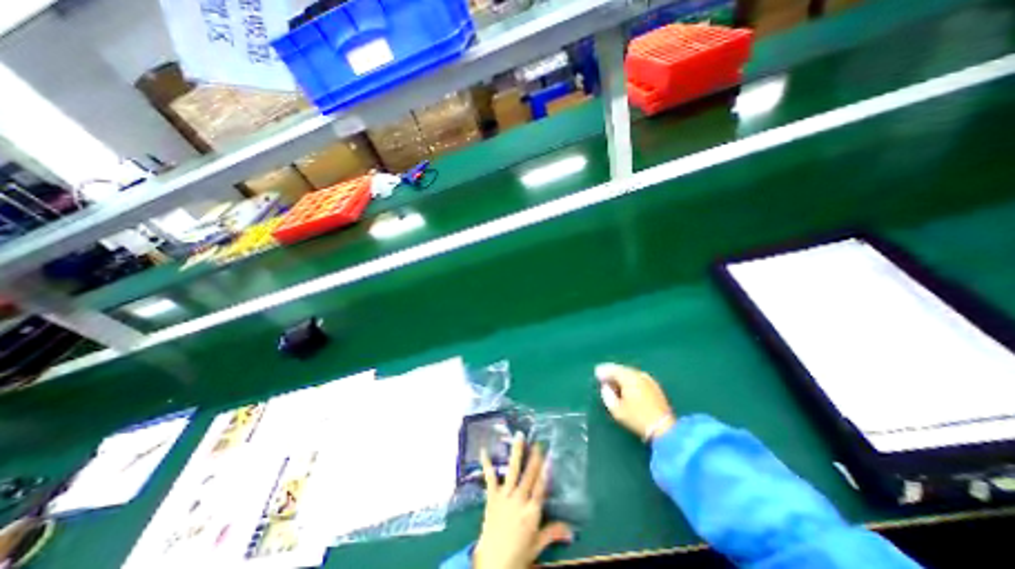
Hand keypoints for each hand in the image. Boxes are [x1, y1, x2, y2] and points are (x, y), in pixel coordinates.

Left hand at [474, 431, 574, 567]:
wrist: (492, 563)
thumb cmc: (518, 555)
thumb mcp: (537, 545)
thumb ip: (552, 533)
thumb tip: (572, 531)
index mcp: (531, 512)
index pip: (540, 488)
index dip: (545, 472)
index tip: (549, 457)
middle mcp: (519, 500)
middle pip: (528, 475)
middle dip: (534, 458)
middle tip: (538, 442)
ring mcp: (504, 496)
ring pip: (513, 470)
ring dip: (516, 452)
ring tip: (519, 436)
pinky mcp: (492, 497)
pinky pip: (490, 478)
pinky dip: (487, 464)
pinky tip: (484, 450)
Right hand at [597, 363, 676, 442]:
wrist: (664, 428)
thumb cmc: (637, 418)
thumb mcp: (616, 409)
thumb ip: (607, 395)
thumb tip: (605, 386)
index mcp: (628, 377)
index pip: (612, 369)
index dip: (603, 371)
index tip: (596, 374)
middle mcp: (638, 374)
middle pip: (622, 369)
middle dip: (612, 372)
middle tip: (604, 377)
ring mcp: (648, 379)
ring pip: (630, 373)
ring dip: (621, 376)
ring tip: (614, 383)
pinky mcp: (655, 386)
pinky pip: (638, 378)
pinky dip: (630, 380)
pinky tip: (628, 387)